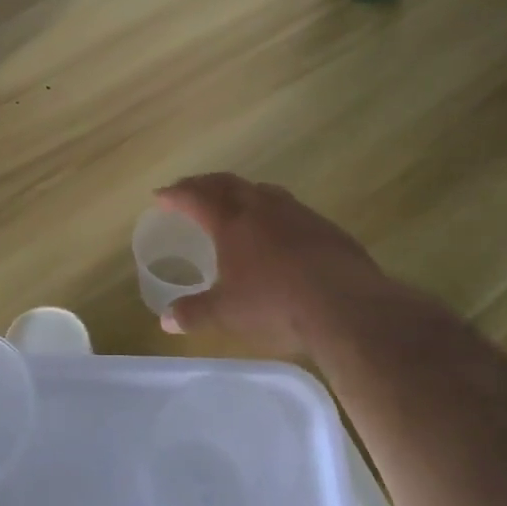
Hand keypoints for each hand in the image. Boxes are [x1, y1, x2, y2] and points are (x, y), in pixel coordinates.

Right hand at [154, 174, 392, 352]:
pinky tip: (277, 229)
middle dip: (203, 184)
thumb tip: (165, 321)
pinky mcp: (324, 226)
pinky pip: (289, 207)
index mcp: (232, 222)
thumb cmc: (276, 305)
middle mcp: (262, 208)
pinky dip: (271, 209)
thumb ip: (195, 313)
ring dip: (240, 191)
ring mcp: (296, 213)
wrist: (346, 305)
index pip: (195, 198)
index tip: (160, 196)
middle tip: (189, 189)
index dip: (175, 195)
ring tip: (233, 201)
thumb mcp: (228, 314)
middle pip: (226, 184)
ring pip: (260, 190)